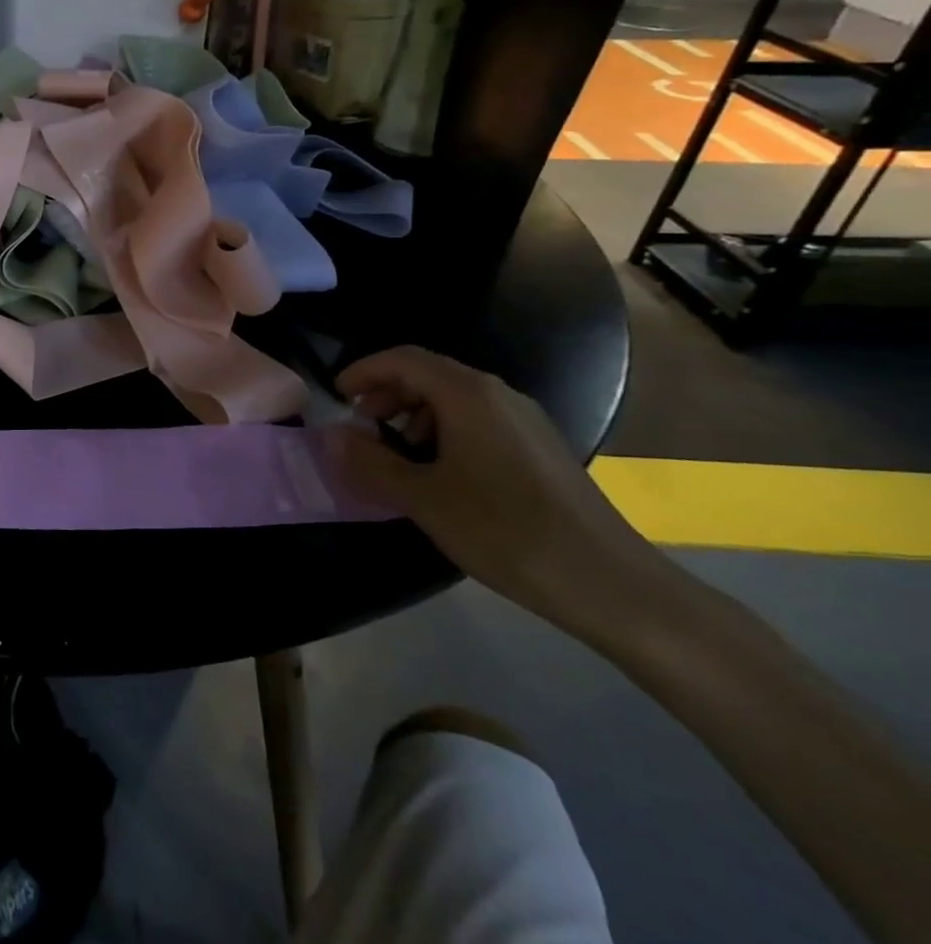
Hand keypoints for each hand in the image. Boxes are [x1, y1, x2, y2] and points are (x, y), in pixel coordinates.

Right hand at [325, 346, 666, 634]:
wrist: (611, 584)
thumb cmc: (506, 531)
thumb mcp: (423, 498)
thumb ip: (371, 461)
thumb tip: (333, 436)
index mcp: (468, 395)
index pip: (403, 359)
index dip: (364, 371)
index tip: (336, 398)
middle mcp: (498, 395)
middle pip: (428, 374)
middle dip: (386, 394)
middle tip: (361, 429)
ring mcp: (524, 421)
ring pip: (453, 399)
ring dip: (413, 416)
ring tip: (397, 457)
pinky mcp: (539, 449)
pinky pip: (477, 421)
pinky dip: (443, 432)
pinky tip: (439, 475)